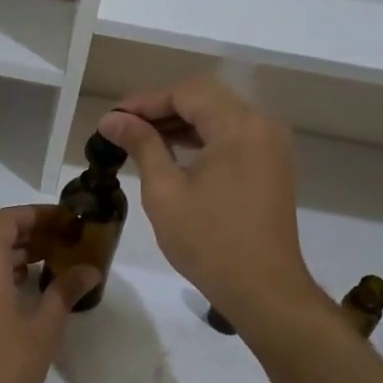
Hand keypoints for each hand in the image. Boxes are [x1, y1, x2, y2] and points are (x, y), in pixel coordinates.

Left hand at [0, 206, 97, 382]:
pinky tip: (21, 290)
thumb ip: (65, 292)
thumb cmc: (1, 365)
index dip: (37, 214)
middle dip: (28, 233)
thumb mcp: (43, 328)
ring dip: (12, 253)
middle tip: (63, 241)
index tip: (65, 220)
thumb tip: (89, 270)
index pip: (8, 219)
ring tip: (48, 263)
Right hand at [99, 77, 321, 331]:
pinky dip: (200, 137)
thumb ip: (141, 145)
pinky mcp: (270, 165)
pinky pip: (231, 135)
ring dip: (179, 121)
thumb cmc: (210, 242)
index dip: (145, 100)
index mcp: (239, 126)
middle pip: (204, 97)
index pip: (186, 92)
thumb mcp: (165, 191)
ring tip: (139, 138)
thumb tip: (112, 119)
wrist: (264, 291)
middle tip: (122, 126)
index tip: (112, 118)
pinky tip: (171, 152)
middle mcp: (261, 125)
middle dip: (160, 107)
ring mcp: (270, 145)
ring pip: (218, 115)